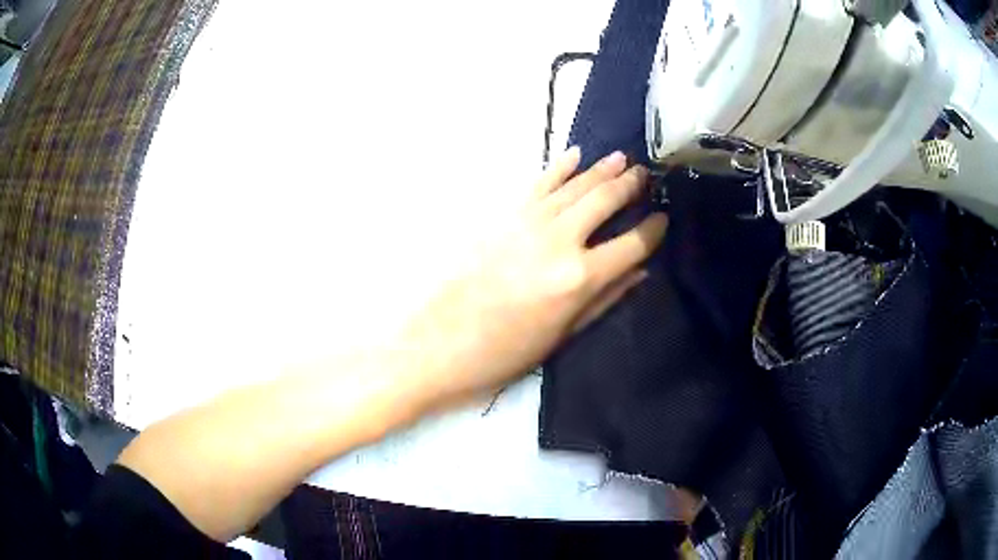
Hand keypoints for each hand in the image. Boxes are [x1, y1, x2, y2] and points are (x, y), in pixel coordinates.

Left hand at [397, 147, 668, 409]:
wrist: (439, 342)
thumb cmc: (504, 353)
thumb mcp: (563, 336)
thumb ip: (605, 298)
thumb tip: (639, 270)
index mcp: (579, 278)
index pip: (631, 245)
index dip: (653, 230)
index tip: (663, 218)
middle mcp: (559, 241)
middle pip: (605, 201)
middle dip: (630, 186)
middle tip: (646, 175)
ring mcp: (528, 222)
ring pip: (575, 186)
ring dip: (601, 170)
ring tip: (623, 159)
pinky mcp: (503, 216)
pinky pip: (539, 184)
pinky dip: (559, 168)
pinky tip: (575, 155)